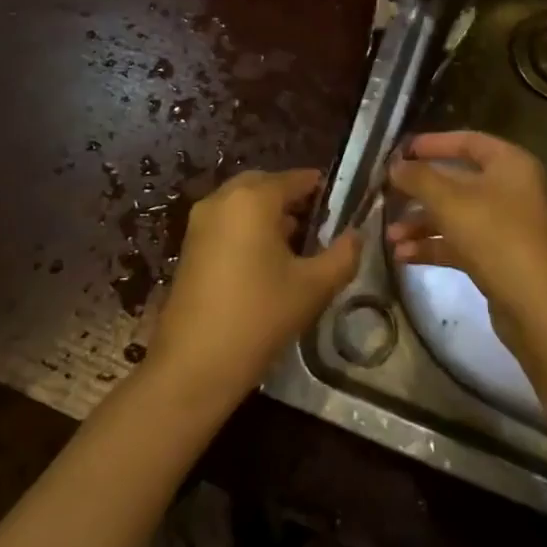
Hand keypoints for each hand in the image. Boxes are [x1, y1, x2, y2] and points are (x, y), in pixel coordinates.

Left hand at [148, 168, 360, 404]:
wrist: (192, 367)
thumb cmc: (258, 317)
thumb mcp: (313, 288)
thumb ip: (342, 256)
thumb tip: (356, 235)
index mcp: (253, 199)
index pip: (294, 179)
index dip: (318, 187)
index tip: (339, 202)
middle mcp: (222, 199)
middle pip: (265, 184)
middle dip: (291, 197)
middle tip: (317, 221)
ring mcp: (200, 222)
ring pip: (242, 202)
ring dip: (268, 213)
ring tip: (295, 243)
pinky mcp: (189, 246)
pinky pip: (226, 221)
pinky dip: (247, 227)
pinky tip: (265, 260)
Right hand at [386, 132, 546, 345]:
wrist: (537, 308)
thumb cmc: (495, 237)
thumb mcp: (450, 202)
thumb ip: (419, 178)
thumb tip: (395, 164)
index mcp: (510, 164)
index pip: (467, 141)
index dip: (433, 143)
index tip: (401, 151)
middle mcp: (512, 189)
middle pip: (458, 180)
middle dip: (420, 191)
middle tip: (388, 194)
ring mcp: (507, 225)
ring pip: (456, 214)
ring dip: (422, 223)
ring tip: (390, 236)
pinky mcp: (500, 256)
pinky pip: (461, 241)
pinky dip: (434, 245)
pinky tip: (403, 255)